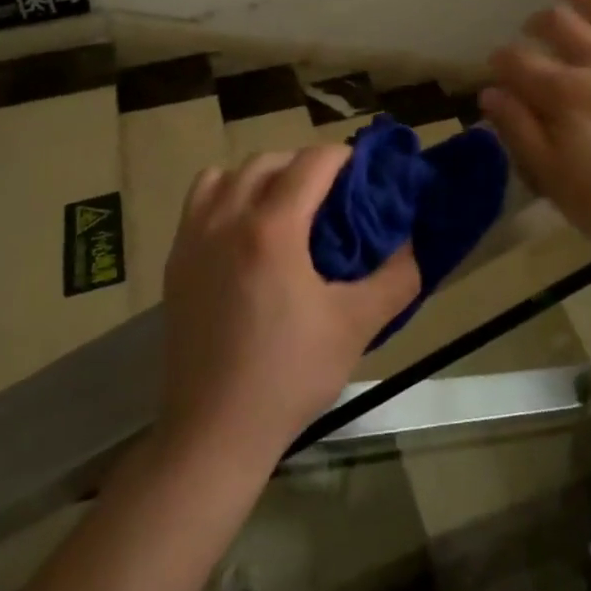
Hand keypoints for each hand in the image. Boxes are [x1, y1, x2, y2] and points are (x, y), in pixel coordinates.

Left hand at [159, 146, 420, 464]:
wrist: (213, 432)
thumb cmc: (289, 375)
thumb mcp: (357, 326)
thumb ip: (396, 277)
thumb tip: (414, 243)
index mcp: (273, 228)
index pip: (313, 161)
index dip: (344, 158)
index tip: (364, 175)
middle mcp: (228, 218)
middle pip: (271, 160)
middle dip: (306, 165)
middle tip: (333, 196)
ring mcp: (194, 237)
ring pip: (230, 174)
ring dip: (263, 176)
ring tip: (285, 207)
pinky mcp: (176, 260)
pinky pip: (200, 199)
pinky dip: (227, 195)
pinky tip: (245, 232)